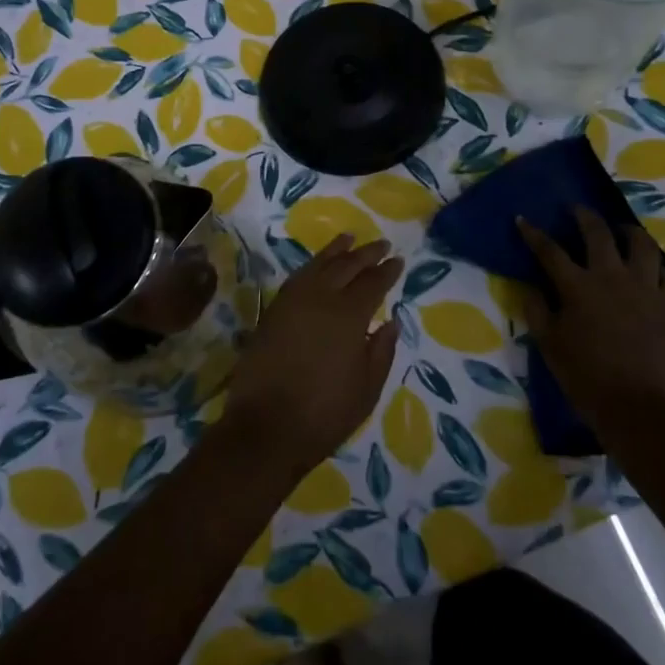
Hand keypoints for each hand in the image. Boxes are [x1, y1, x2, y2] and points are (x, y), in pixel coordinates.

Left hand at [220, 235, 402, 476]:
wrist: (266, 427)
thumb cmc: (324, 414)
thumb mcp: (367, 389)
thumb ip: (381, 351)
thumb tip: (389, 321)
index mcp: (349, 316)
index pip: (373, 284)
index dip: (387, 271)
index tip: (398, 260)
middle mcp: (321, 298)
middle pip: (347, 266)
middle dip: (367, 253)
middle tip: (382, 244)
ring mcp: (293, 301)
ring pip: (319, 264)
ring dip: (337, 250)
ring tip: (350, 237)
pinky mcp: (273, 310)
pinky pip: (298, 276)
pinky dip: (312, 264)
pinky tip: (318, 264)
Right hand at [516, 209, 664, 428]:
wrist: (633, 406)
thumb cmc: (583, 375)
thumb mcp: (548, 343)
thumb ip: (536, 309)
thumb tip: (531, 286)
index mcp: (578, 286)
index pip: (550, 250)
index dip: (533, 234)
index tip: (522, 220)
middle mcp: (611, 277)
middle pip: (598, 234)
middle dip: (585, 216)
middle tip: (578, 209)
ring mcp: (644, 290)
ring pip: (643, 246)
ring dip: (630, 233)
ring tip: (622, 231)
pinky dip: (662, 273)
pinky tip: (654, 274)